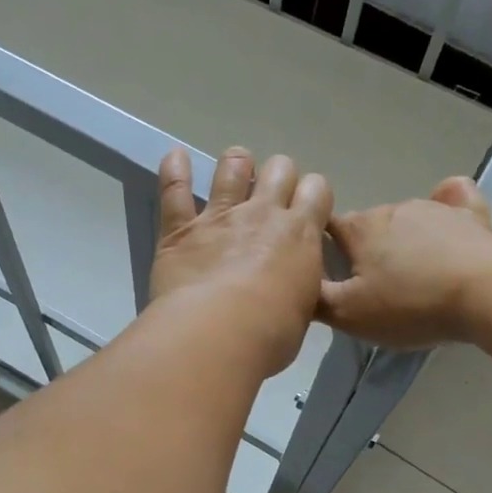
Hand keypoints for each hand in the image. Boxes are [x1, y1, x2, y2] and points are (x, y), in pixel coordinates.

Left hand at [150, 146, 332, 376]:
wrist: (218, 334)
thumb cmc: (270, 335)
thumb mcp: (302, 312)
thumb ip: (298, 286)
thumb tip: (291, 286)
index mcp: (300, 235)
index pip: (317, 191)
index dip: (313, 194)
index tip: (306, 208)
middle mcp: (263, 214)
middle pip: (280, 169)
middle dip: (280, 176)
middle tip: (272, 195)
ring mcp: (220, 216)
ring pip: (233, 167)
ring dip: (237, 164)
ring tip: (236, 169)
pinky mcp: (181, 229)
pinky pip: (174, 190)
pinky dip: (174, 171)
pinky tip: (175, 157)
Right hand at [318, 176, 491, 347]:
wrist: (487, 293)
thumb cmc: (410, 304)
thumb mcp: (348, 314)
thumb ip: (315, 298)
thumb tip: (295, 282)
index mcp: (359, 229)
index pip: (325, 227)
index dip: (320, 248)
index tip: (324, 272)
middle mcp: (392, 209)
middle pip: (366, 227)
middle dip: (363, 251)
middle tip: (371, 289)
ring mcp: (434, 208)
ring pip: (405, 220)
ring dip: (401, 241)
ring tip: (412, 276)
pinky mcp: (471, 215)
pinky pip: (452, 199)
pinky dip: (446, 205)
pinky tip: (448, 219)